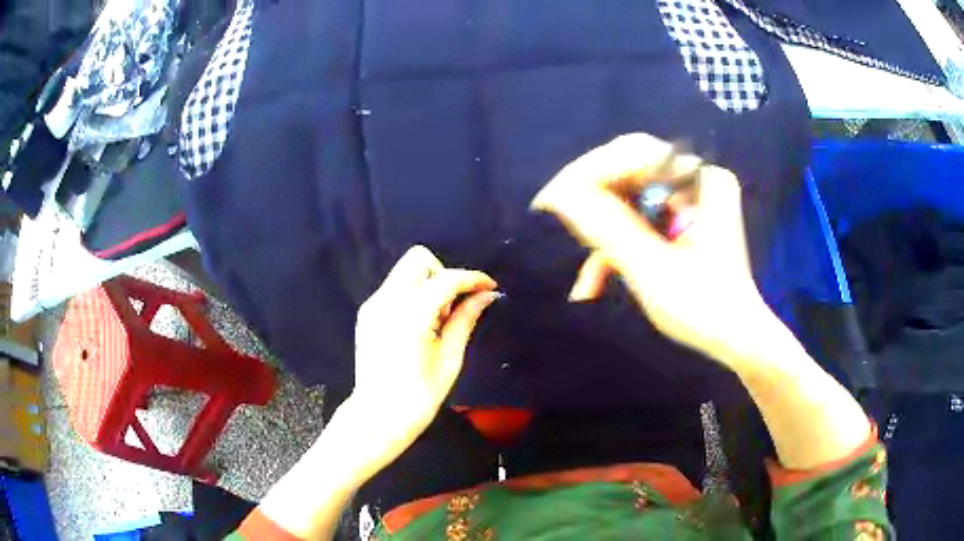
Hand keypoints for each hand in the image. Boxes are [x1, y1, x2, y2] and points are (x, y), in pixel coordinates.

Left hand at [349, 245, 499, 468]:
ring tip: (437, 320)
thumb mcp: (450, 359)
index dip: (472, 279)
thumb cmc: (419, 396)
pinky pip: (395, 288)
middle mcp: (387, 300)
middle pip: (418, 259)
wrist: (378, 416)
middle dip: (443, 273)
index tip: (490, 287)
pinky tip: (419, 325)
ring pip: (405, 271)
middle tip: (454, 306)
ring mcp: (373, 305)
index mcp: (411, 314)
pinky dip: (413, 294)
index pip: (446, 279)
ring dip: (428, 283)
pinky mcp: (366, 312)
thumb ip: (465, 320)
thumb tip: (485, 296)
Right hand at [532, 133, 774, 367]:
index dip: (590, 171)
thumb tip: (557, 194)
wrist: (735, 340)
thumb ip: (607, 227)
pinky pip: (637, 220)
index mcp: (703, 181)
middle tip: (556, 222)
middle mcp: (696, 179)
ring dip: (601, 235)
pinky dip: (616, 248)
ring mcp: (689, 199)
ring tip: (581, 275)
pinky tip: (594, 283)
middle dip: (592, 202)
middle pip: (628, 171)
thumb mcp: (651, 269)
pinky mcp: (680, 220)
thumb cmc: (704, 309)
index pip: (636, 153)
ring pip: (627, 198)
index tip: (551, 200)